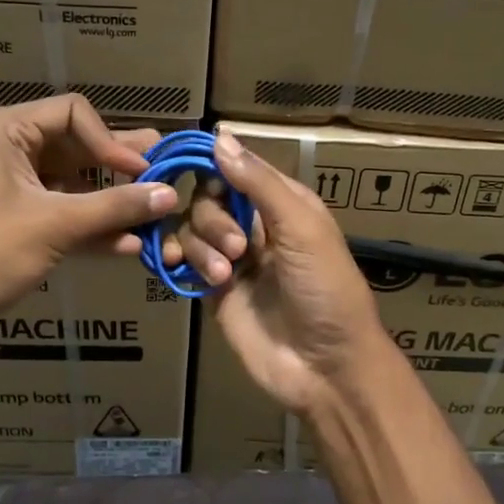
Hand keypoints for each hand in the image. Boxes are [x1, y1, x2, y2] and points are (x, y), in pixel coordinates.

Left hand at [0, 97, 174, 347]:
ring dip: (113, 200)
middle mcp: (10, 152)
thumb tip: (170, 194)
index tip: (143, 171)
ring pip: (76, 184)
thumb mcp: (56, 224)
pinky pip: (66, 215)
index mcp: (6, 131)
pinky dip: (94, 227)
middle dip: (121, 165)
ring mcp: (15, 190)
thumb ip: (116, 206)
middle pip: (78, 146)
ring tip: (157, 211)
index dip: (112, 140)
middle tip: (167, 171)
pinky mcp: (20, 225)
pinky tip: (130, 245)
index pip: (74, 113)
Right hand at [166, 131, 388, 415]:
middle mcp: (257, 226)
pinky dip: (179, 259)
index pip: (239, 169)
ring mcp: (235, 259)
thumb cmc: (326, 290)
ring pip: (195, 230)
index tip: (182, 165)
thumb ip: (259, 183)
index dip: (213, 165)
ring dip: (203, 247)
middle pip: (210, 199)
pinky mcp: (215, 290)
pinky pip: (187, 261)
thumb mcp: (301, 228)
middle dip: (215, 220)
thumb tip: (220, 136)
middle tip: (238, 250)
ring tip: (225, 276)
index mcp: (285, 204)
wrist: (325, 367)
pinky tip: (178, 268)